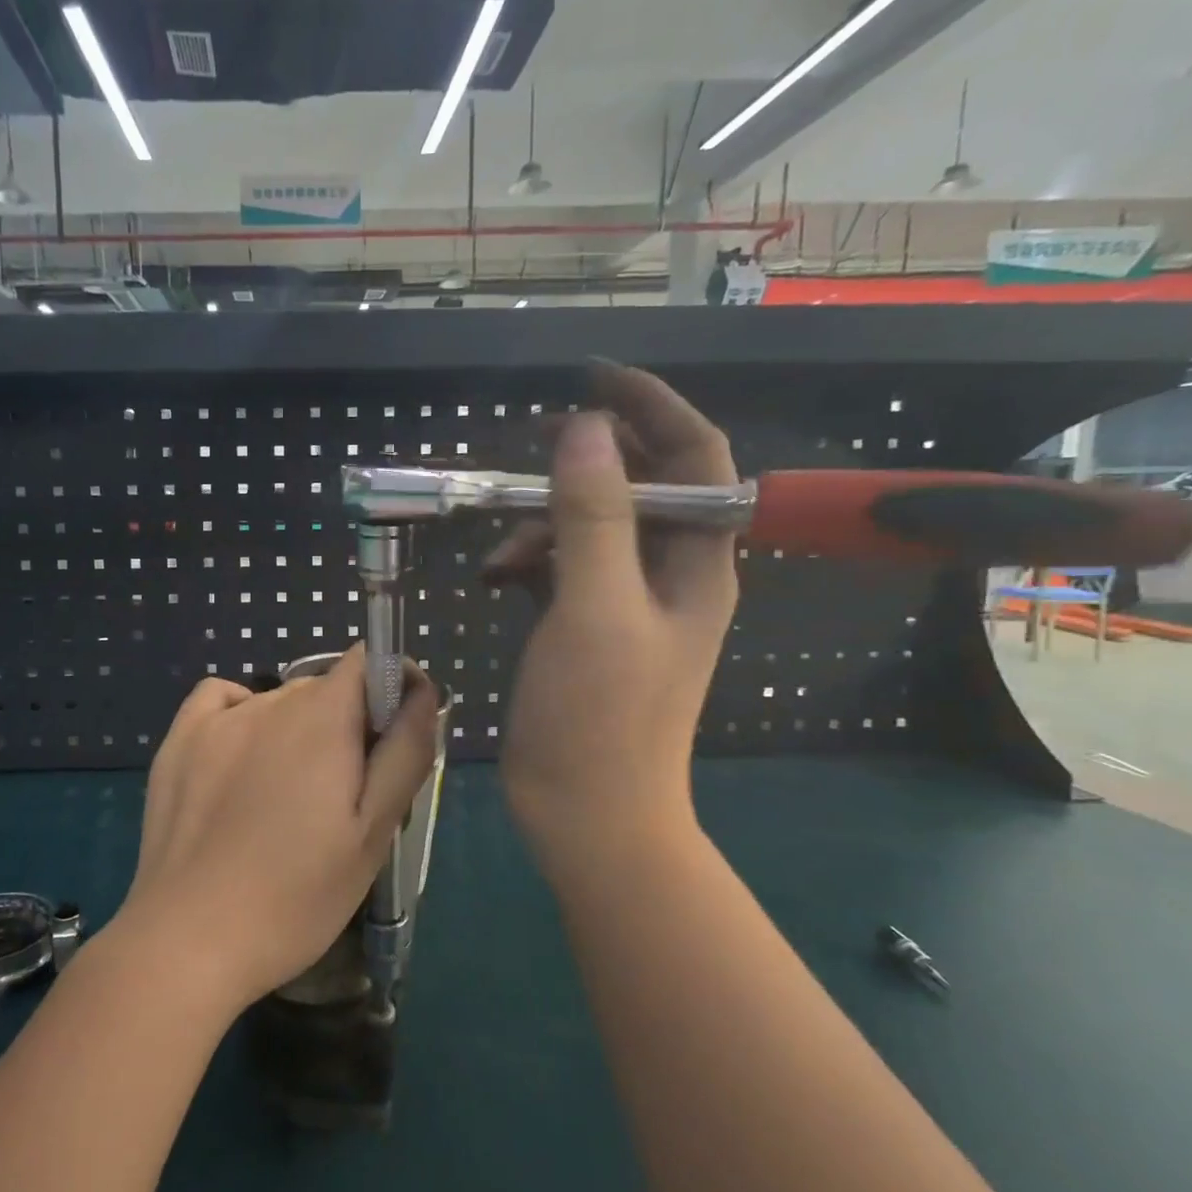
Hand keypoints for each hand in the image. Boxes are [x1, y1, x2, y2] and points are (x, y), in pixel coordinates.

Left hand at [112, 647, 437, 1015]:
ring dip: (298, 731)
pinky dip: (242, 716)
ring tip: (287, 799)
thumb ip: (405, 752)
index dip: (391, 688)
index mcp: (324, 716)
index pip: (370, 662)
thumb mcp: (373, 832)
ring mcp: (218, 718)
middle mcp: (271, 700)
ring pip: (279, 702)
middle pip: (327, 689)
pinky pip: (222, 700)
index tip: (392, 739)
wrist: (189, 939)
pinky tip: (241, 760)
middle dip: (347, 725)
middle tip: (343, 796)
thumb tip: (421, 691)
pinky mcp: (179, 740)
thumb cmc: (296, 895)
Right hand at [487, 362, 737, 884]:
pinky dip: (530, 561)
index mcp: (697, 563)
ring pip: (592, 529)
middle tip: (531, 445)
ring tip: (497, 551)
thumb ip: (594, 516)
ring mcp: (626, 605)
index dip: (655, 407)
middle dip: (588, 462)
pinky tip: (494, 577)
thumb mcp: (595, 607)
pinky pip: (563, 570)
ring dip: (545, 522)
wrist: (588, 813)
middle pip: (640, 488)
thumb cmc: (600, 715)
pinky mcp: (587, 630)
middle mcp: (669, 575)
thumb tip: (585, 429)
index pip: (696, 458)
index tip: (596, 378)